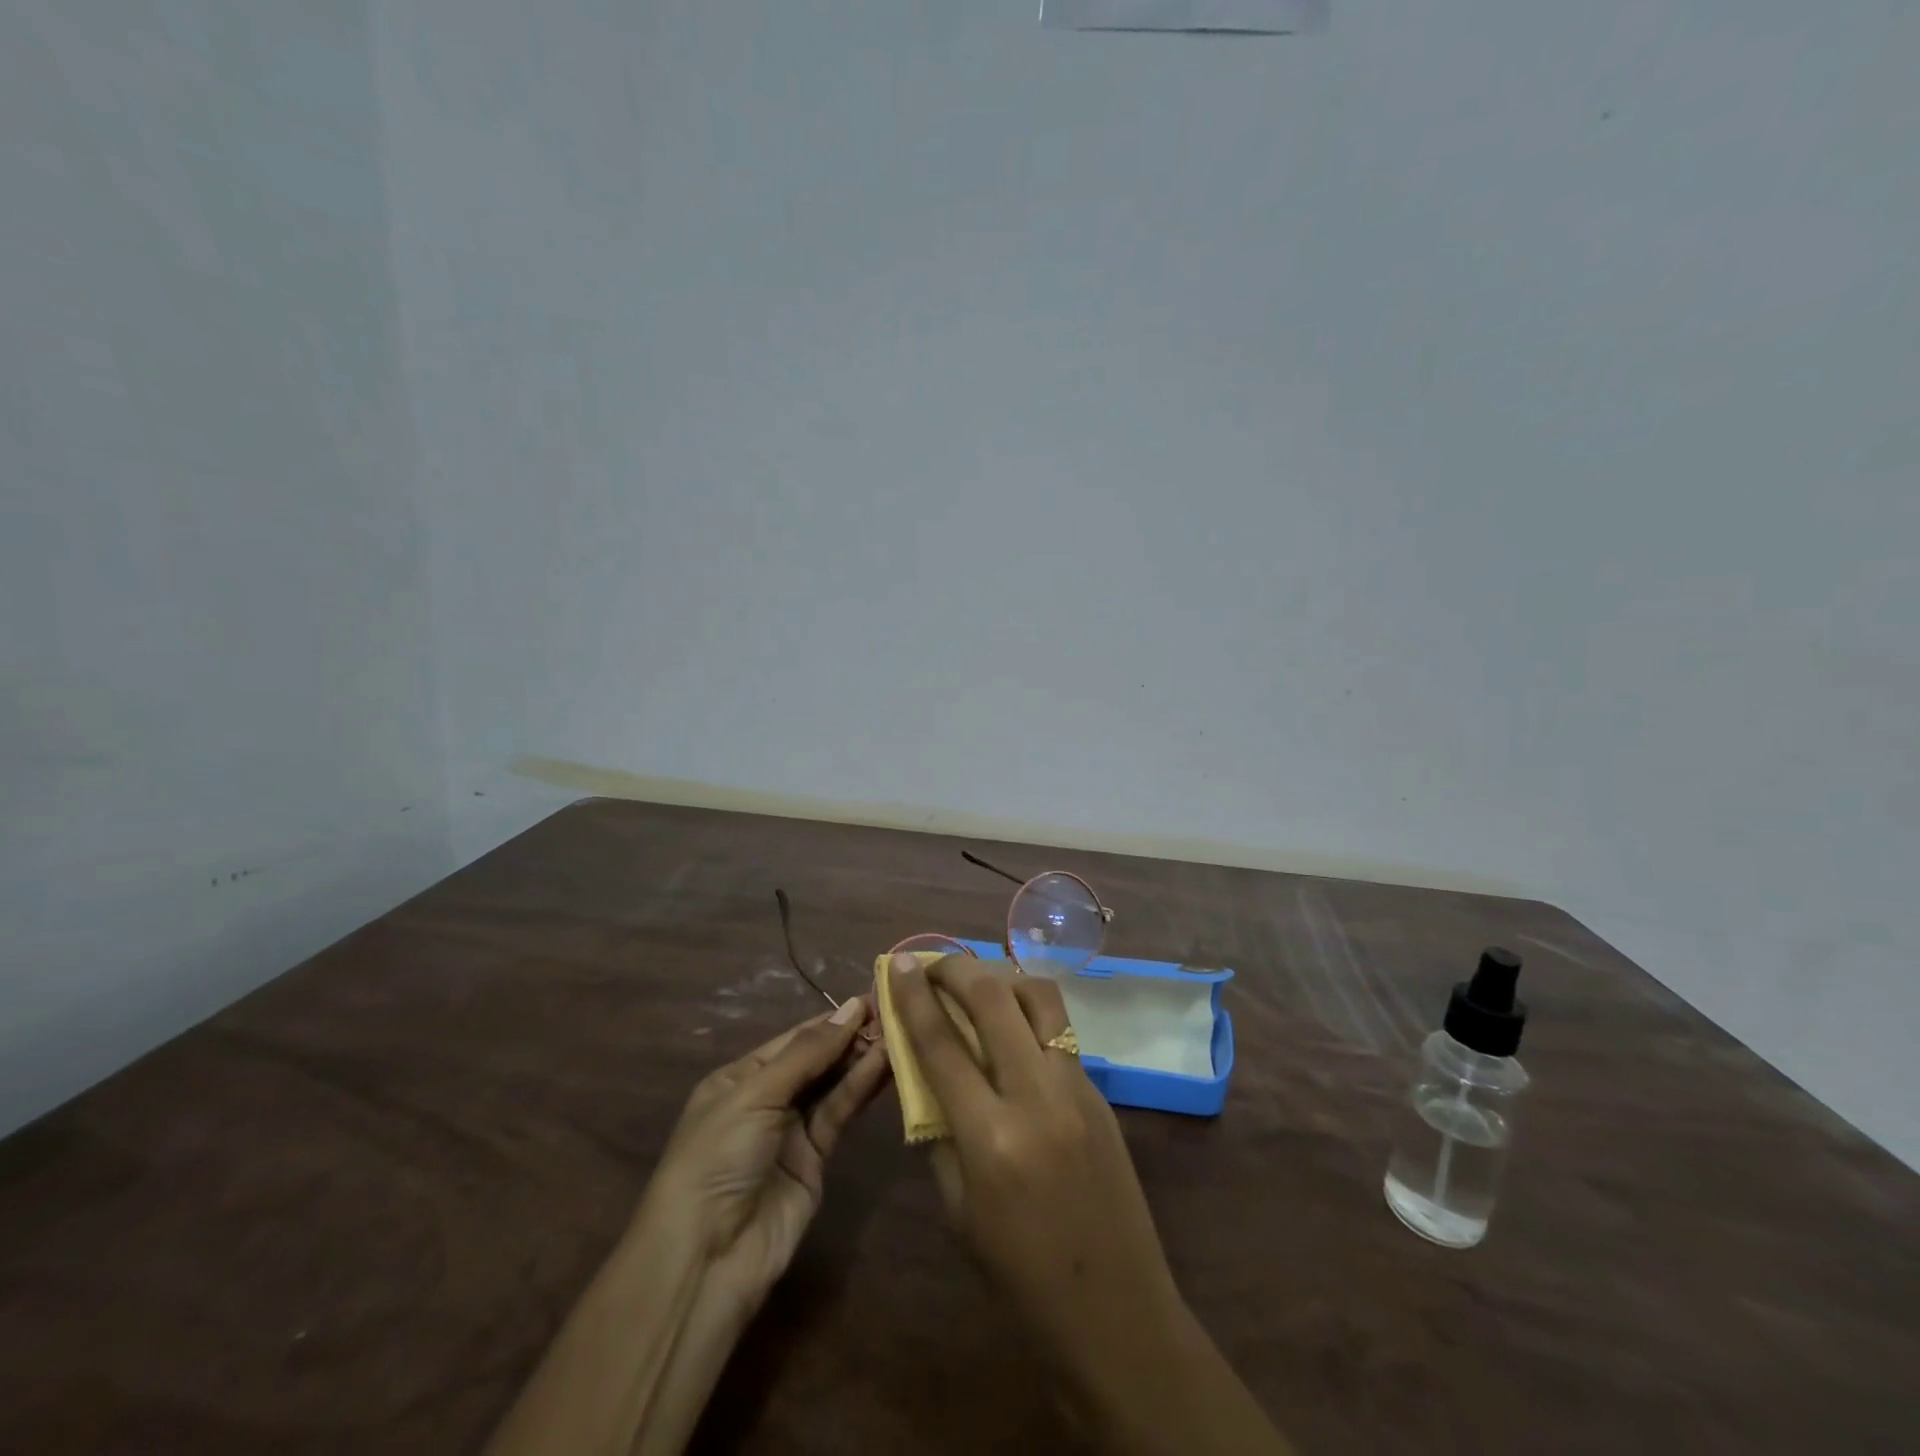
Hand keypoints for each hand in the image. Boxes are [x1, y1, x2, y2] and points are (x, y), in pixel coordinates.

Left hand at [641, 996, 889, 1322]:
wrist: (707, 1259)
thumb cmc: (718, 1158)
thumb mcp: (755, 1095)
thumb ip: (807, 1053)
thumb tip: (852, 1006)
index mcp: (740, 1077)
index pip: (794, 1038)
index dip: (832, 1019)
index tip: (873, 995)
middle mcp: (767, 1099)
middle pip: (817, 1059)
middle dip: (851, 1036)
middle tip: (896, 1012)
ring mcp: (792, 1131)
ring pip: (833, 1084)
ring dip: (862, 1059)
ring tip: (900, 1031)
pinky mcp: (816, 1160)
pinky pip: (840, 1114)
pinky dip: (862, 1089)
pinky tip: (886, 1064)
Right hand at [891, 954, 1290, 1455]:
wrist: (1116, 1311)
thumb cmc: (1020, 1276)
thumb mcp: (959, 1209)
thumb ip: (938, 1130)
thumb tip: (923, 1069)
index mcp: (991, 1137)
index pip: (941, 1044)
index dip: (913, 996)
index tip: (899, 962)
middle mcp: (1037, 1096)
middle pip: (993, 999)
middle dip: (957, 969)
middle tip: (934, 964)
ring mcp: (1077, 1087)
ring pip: (1039, 997)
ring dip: (1002, 978)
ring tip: (978, 984)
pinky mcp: (1101, 1090)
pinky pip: (1060, 1029)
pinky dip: (1030, 1012)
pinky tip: (1013, 1026)